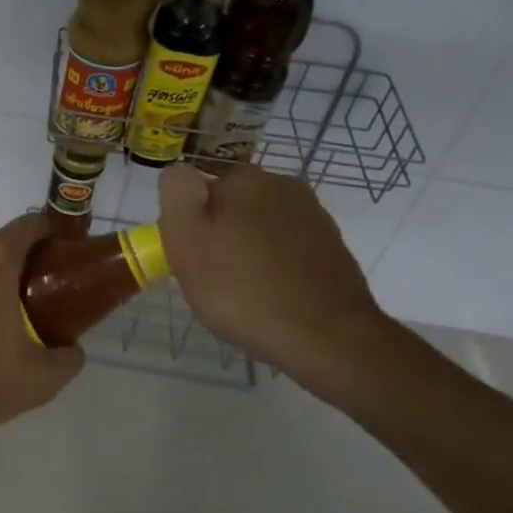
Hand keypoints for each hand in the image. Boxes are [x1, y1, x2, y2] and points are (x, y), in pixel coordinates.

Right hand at [158, 163, 391, 400]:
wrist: (328, 339)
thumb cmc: (243, 287)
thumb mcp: (186, 237)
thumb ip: (176, 193)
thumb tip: (181, 173)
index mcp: (247, 178)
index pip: (202, 188)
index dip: (192, 222)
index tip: (192, 256)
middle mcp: (285, 186)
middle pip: (235, 207)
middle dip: (223, 235)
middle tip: (213, 279)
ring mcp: (315, 219)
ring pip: (263, 231)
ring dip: (250, 253)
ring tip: (245, 295)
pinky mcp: (335, 253)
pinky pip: (290, 254)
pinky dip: (278, 271)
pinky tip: (274, 301)